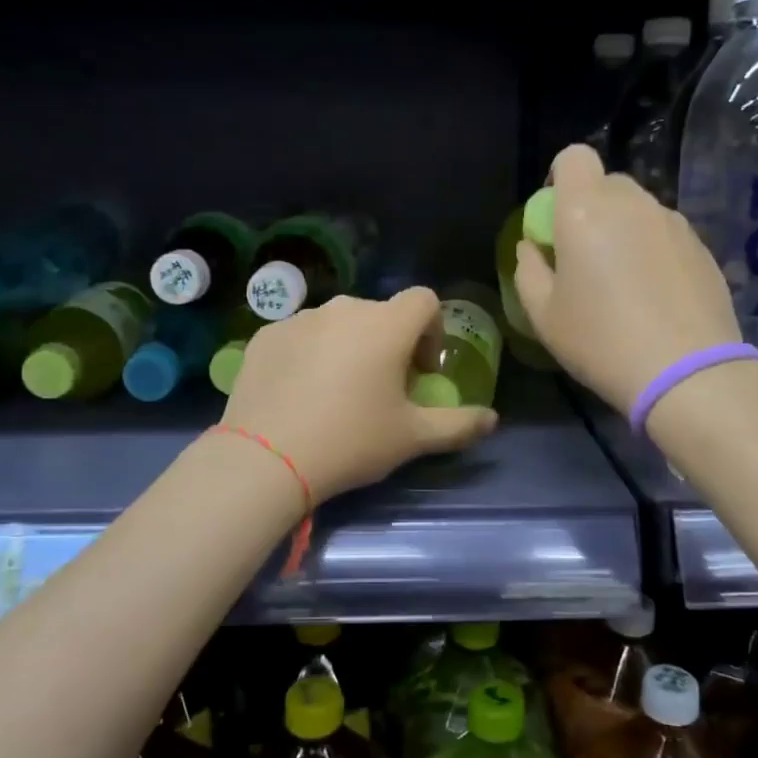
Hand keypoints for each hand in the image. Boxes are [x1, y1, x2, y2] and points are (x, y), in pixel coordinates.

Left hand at [223, 288, 498, 502]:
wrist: (266, 458)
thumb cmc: (351, 441)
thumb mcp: (412, 438)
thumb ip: (459, 424)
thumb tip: (492, 419)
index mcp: (386, 325)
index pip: (424, 300)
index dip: (432, 330)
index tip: (422, 370)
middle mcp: (344, 309)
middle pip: (379, 313)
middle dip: (389, 342)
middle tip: (381, 388)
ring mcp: (300, 318)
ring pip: (337, 323)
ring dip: (348, 346)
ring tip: (337, 392)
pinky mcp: (265, 335)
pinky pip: (300, 335)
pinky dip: (309, 354)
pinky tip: (299, 394)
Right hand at [514, 144, 741, 414]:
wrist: (687, 372)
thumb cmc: (601, 341)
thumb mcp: (543, 315)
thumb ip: (528, 270)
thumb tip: (533, 247)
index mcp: (585, 210)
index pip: (574, 157)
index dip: (560, 178)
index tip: (554, 218)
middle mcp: (633, 204)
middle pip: (607, 184)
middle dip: (590, 208)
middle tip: (584, 257)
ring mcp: (673, 223)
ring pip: (639, 210)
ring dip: (624, 230)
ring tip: (623, 282)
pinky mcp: (702, 247)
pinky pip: (665, 234)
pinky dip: (653, 250)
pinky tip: (654, 296)